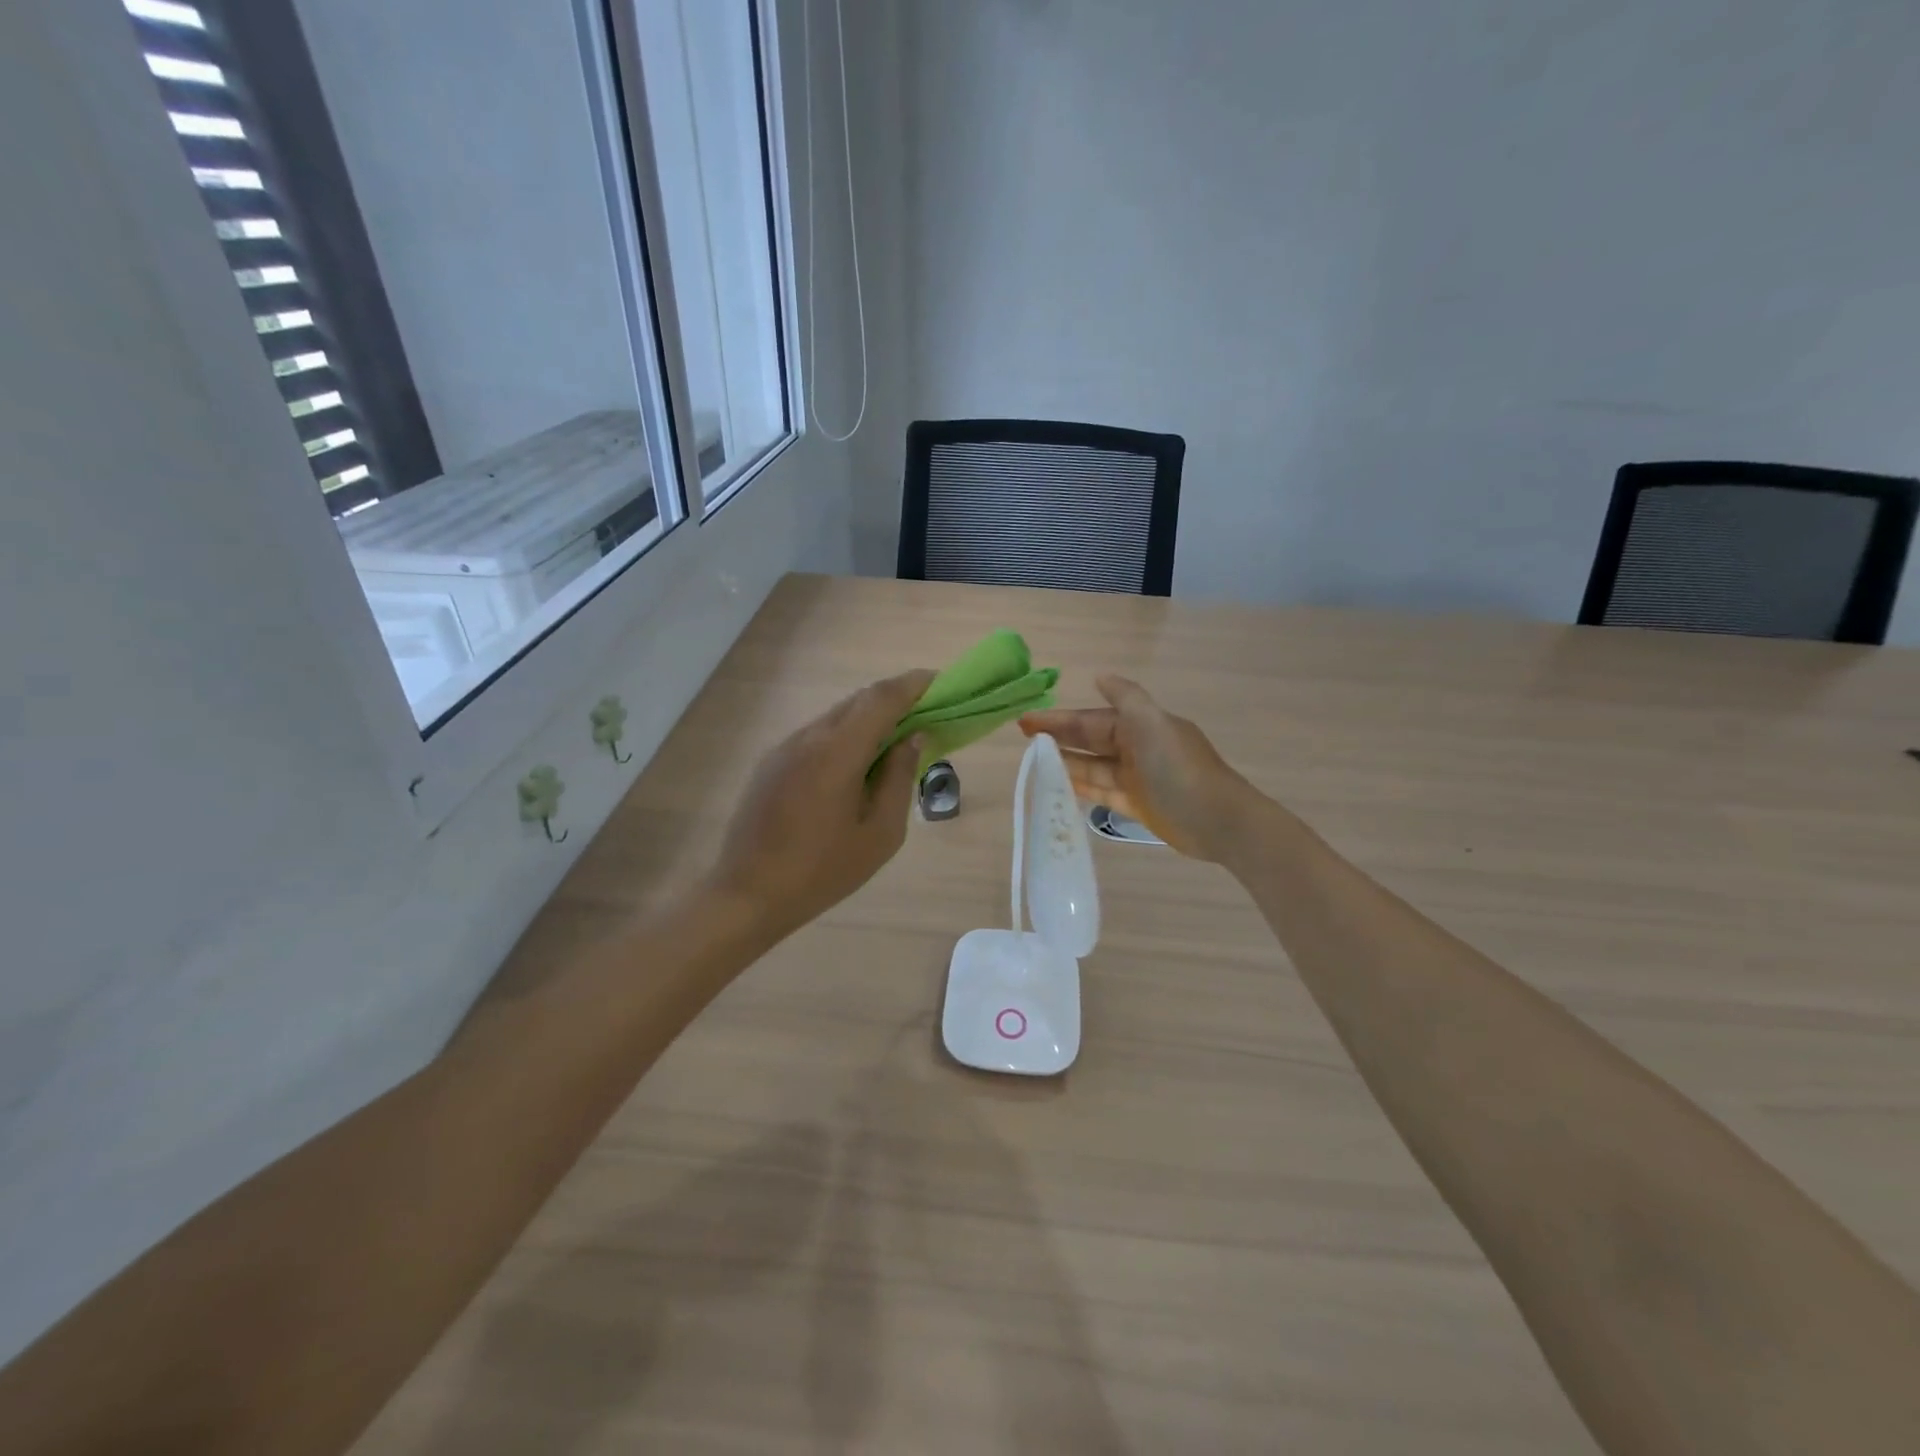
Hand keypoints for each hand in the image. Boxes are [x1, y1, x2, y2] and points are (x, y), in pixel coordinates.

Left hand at [709, 669, 934, 944]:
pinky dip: (845, 735)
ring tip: (896, 741)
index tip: (940, 684)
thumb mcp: (880, 834)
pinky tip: (856, 765)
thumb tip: (913, 738)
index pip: (882, 698)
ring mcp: (785, 747)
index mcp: (838, 751)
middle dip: (895, 699)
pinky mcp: (771, 763)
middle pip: (859, 700)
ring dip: (869, 718)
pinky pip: (817, 735)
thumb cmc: (822, 871)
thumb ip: (899, 779)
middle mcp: (809, 737)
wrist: (747, 894)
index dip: (914, 685)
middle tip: (926, 714)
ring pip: (836, 716)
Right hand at [1020, 675, 1251, 859]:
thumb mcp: (1153, 724)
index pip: (1091, 719)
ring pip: (1093, 766)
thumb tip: (1101, 675)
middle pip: (1090, 740)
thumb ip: (1126, 698)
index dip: (1060, 719)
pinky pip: (1101, 791)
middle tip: (1023, 738)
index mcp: (1140, 725)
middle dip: (1059, 737)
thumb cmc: (1180, 769)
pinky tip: (1059, 785)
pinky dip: (1081, 787)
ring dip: (1065, 762)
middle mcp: (1137, 747)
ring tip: (1034, 762)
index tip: (1027, 721)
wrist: (1219, 821)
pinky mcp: (1137, 805)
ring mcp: (1136, 778)